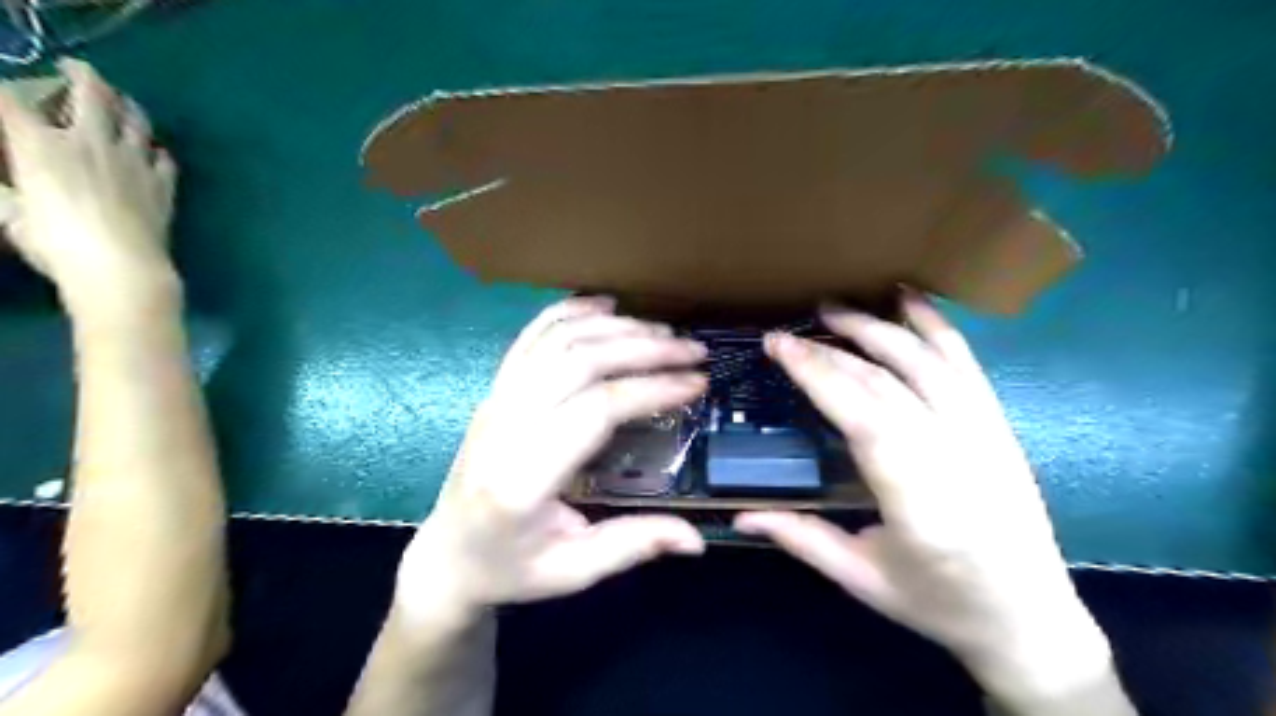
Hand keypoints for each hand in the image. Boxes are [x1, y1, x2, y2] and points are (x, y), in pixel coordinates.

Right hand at [1, 59, 178, 315]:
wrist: (123, 268)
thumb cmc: (56, 243)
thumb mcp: (9, 212)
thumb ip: (5, 188)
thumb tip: (9, 182)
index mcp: (39, 144)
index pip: (7, 100)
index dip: (0, 89)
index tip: (3, 89)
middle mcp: (91, 143)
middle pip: (92, 94)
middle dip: (83, 75)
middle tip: (78, 69)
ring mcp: (135, 162)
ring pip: (137, 120)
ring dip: (128, 106)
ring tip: (121, 102)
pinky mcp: (164, 185)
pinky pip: (165, 158)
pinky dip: (156, 150)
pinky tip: (153, 151)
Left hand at [397, 295, 706, 624]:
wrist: (448, 554)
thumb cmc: (510, 567)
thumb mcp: (573, 571)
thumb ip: (634, 546)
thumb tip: (698, 540)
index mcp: (523, 478)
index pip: (596, 410)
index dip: (651, 389)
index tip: (696, 384)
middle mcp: (504, 425)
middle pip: (579, 361)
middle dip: (644, 348)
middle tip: (692, 350)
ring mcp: (495, 400)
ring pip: (557, 340)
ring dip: (615, 328)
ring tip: (663, 332)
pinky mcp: (495, 390)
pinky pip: (531, 336)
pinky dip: (570, 312)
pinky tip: (605, 305)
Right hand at [740, 295, 1119, 707]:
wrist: (1031, 619)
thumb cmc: (940, 604)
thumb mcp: (862, 580)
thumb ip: (801, 538)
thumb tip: (739, 516)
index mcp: (921, 503)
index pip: (864, 417)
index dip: (817, 374)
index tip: (778, 346)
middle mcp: (958, 457)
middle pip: (888, 383)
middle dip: (832, 349)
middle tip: (789, 330)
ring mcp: (986, 436)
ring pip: (928, 362)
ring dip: (878, 328)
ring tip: (835, 308)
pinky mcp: (1000, 427)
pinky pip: (967, 365)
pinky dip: (937, 327)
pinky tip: (910, 301)